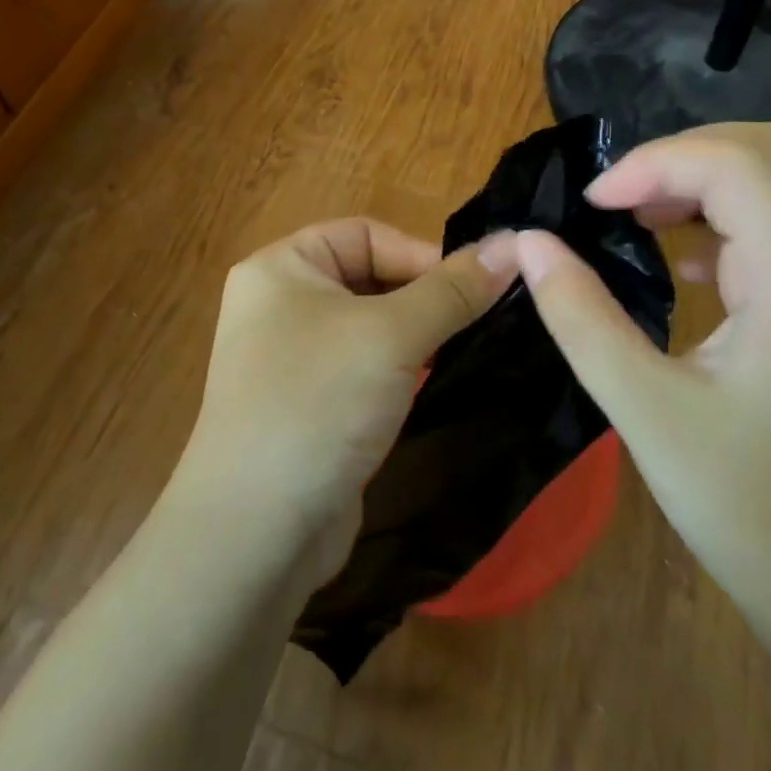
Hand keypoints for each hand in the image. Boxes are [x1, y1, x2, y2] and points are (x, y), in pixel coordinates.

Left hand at [173, 219, 518, 590]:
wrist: (256, 535)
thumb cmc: (317, 404)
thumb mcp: (392, 336)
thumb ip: (453, 289)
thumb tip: (515, 243)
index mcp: (281, 266)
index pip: (366, 234)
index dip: (423, 254)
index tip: (477, 288)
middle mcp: (279, 303)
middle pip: (368, 277)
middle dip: (422, 297)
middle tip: (477, 322)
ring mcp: (290, 356)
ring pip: (369, 325)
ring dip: (415, 334)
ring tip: (463, 350)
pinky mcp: (307, 403)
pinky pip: (361, 366)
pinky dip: (397, 369)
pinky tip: (431, 384)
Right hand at [513, 123, 770, 564]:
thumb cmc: (754, 512)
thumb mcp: (647, 413)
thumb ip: (582, 319)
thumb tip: (530, 244)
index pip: (737, 166)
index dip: (657, 162)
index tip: (596, 204)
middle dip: (687, 151)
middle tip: (624, 192)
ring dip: (701, 180)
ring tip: (637, 214)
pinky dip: (717, 220)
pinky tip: (683, 267)